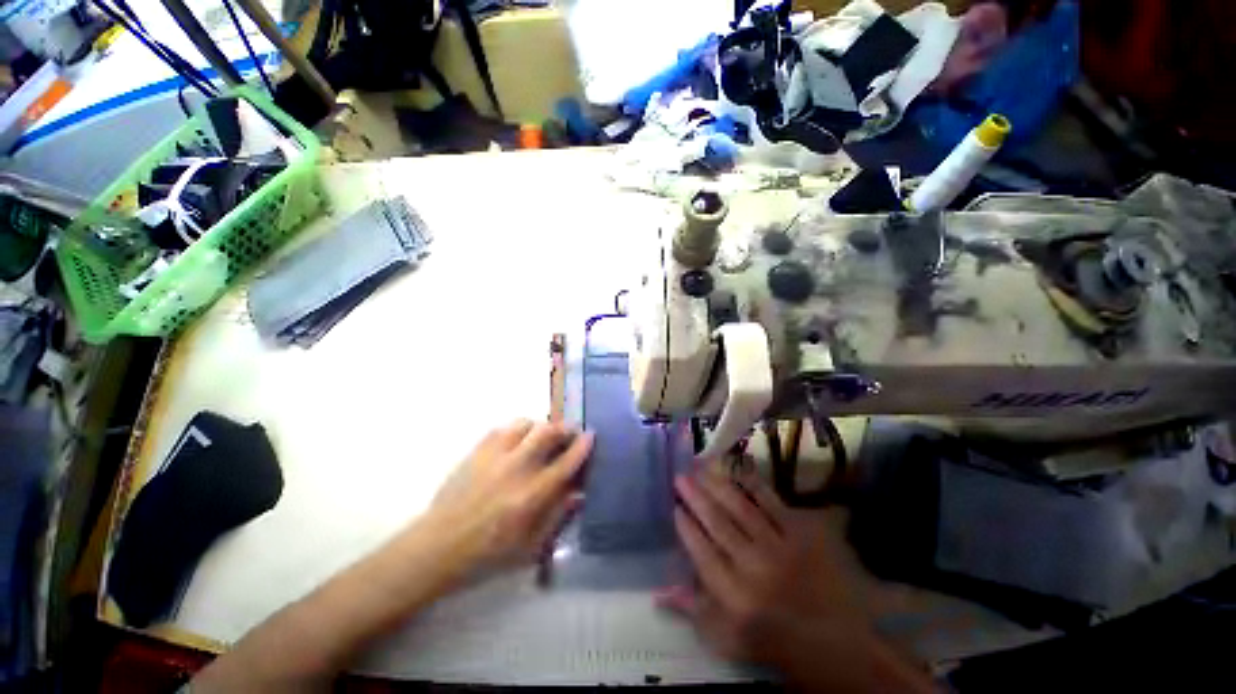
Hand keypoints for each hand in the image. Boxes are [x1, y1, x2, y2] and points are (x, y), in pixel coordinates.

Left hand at [417, 420, 591, 579]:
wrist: (437, 548)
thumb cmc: (487, 554)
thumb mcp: (529, 548)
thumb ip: (557, 517)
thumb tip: (579, 493)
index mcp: (532, 495)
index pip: (566, 462)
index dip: (582, 446)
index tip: (590, 435)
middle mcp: (516, 468)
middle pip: (548, 432)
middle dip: (565, 427)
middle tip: (571, 431)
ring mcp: (494, 456)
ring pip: (525, 424)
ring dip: (540, 426)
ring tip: (543, 435)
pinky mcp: (476, 452)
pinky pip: (502, 428)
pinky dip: (516, 429)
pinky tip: (517, 440)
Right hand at [660, 465, 931, 692]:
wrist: (841, 644)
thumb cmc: (778, 644)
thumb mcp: (730, 640)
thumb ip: (695, 612)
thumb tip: (660, 593)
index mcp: (734, 595)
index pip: (701, 551)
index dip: (686, 526)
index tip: (674, 507)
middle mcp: (754, 566)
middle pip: (717, 523)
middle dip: (695, 497)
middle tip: (680, 477)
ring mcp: (779, 546)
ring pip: (740, 508)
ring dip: (718, 486)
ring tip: (700, 468)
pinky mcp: (801, 533)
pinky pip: (771, 503)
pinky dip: (752, 485)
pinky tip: (737, 472)